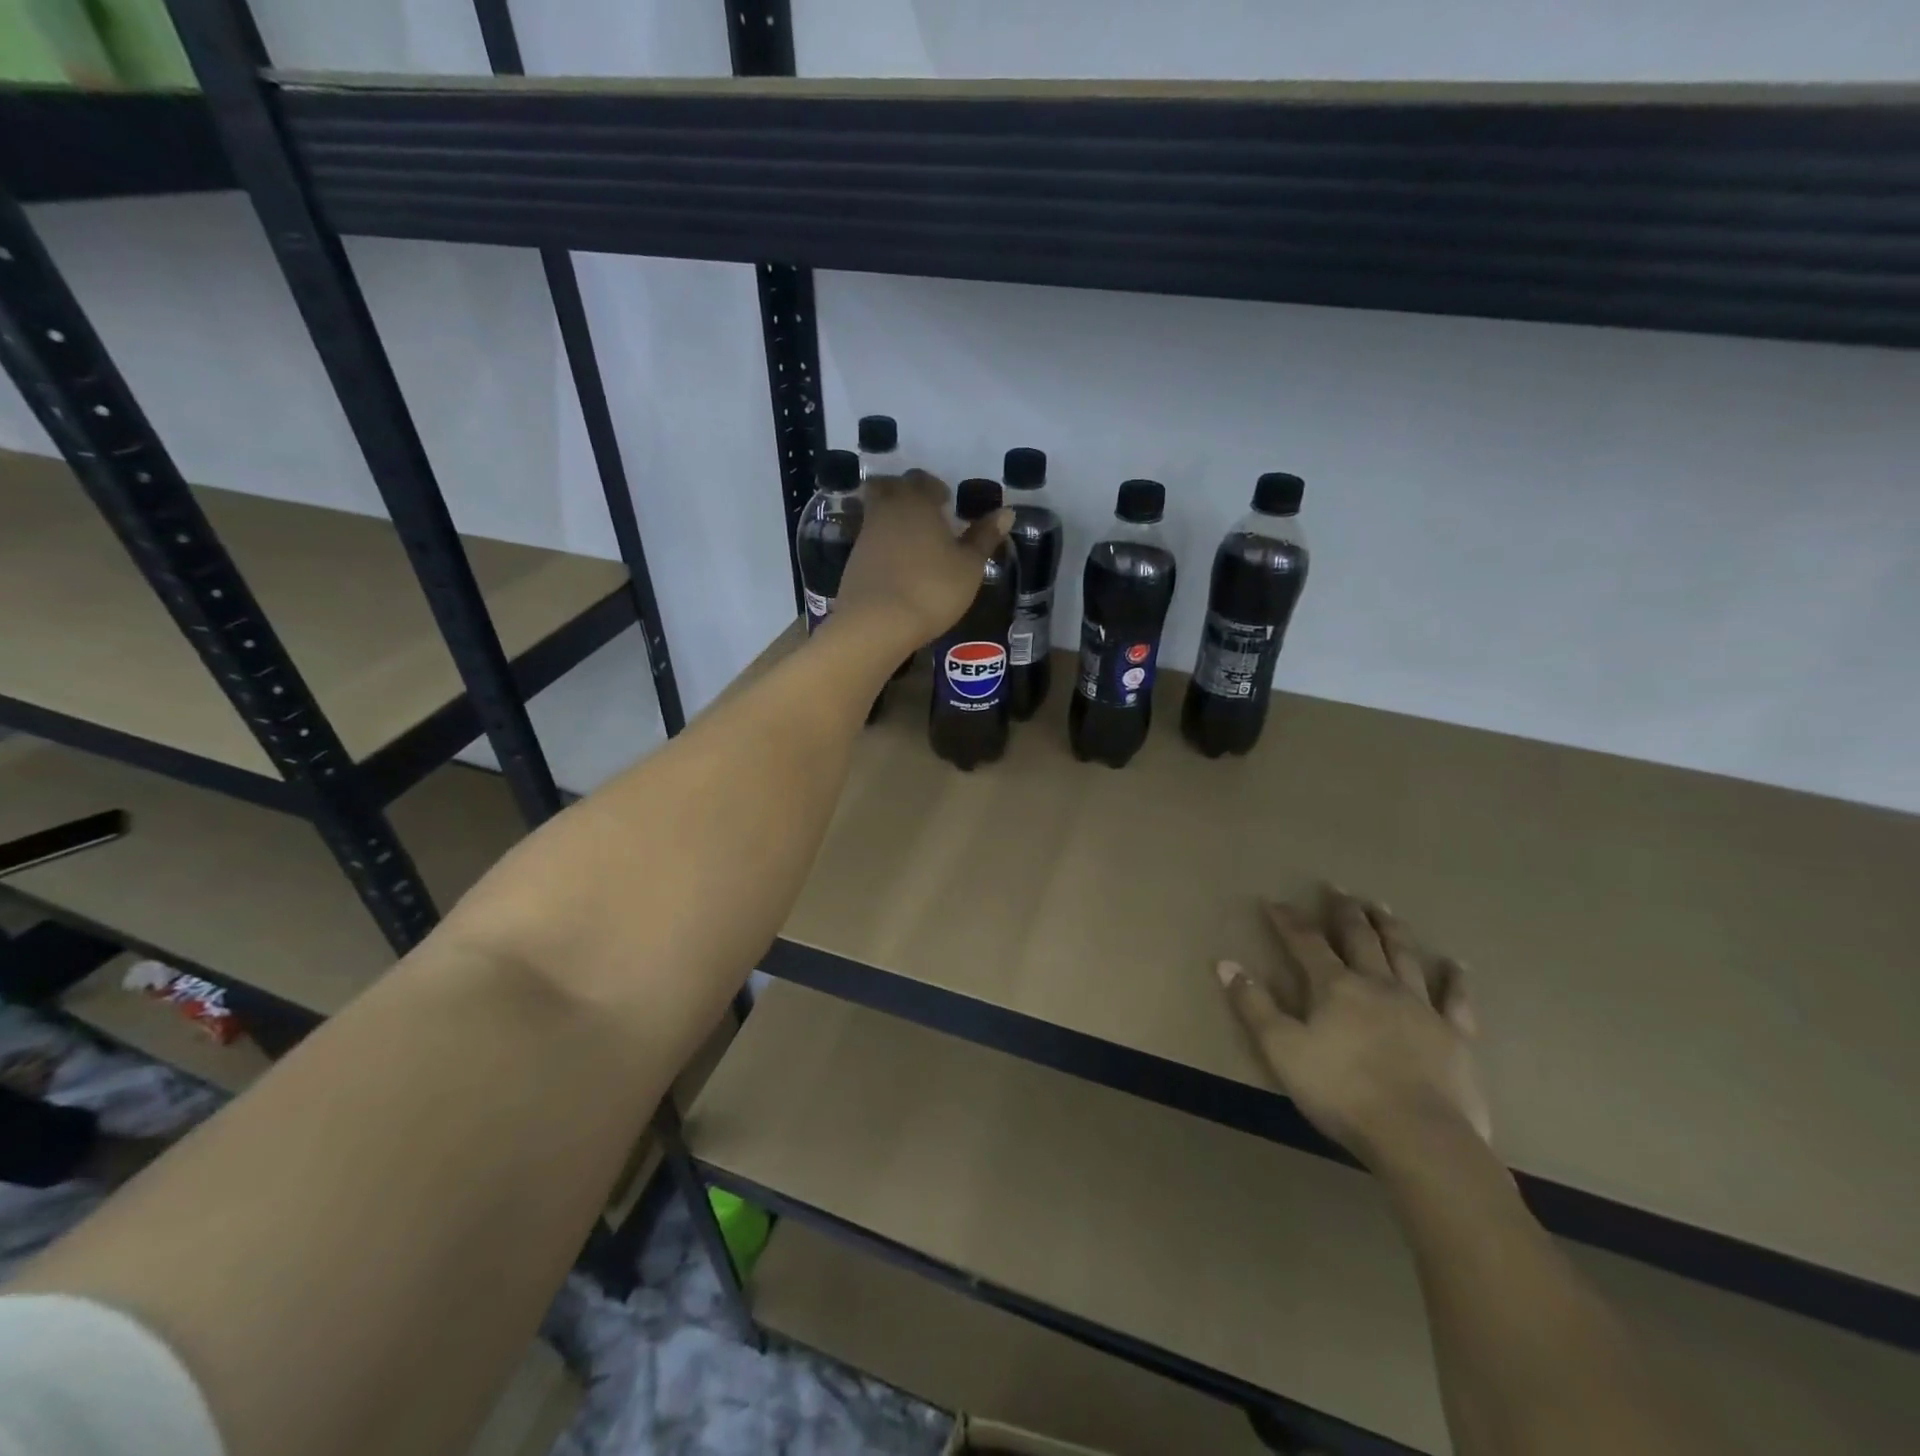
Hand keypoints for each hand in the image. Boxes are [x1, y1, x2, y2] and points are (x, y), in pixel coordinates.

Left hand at [833, 470, 1011, 646]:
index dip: (935, 488)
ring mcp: (865, 534)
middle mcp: (887, 509)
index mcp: (917, 501)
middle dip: (906, 493)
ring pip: (876, 511)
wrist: (876, 623)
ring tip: (913, 541)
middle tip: (925, 514)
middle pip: (889, 486)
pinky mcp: (853, 560)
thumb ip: (985, 537)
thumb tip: (1006, 511)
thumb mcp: (969, 566)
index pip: (922, 479)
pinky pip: (869, 539)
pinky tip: (897, 564)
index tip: (947, 504)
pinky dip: (882, 543)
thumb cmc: (932, 589)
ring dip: (892, 517)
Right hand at [1216, 887, 1489, 1170]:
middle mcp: (1378, 985)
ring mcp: (1421, 1007)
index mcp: (1335, 986)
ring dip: (1391, 929)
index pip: (1305, 941)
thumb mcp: (1281, 1049)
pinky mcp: (1455, 1036)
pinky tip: (1455, 966)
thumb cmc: (1341, 1091)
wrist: (1420, 1137)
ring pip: (1404, 956)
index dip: (1288, 920)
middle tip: (1338, 890)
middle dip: (1345, 912)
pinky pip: (1456, 1000)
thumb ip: (1253, 1004)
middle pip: (1360, 938)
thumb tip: (1224, 963)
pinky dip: (1455, 980)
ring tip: (1383, 908)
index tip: (1274, 902)